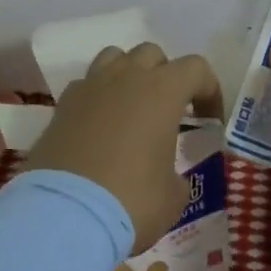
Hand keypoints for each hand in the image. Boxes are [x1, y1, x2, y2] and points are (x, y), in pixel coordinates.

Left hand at [25, 44, 222, 253]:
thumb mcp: (173, 197)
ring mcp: (90, 87)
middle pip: (152, 54)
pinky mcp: (61, 106)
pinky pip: (86, 85)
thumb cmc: (130, 201)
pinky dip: (97, 97)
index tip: (209, 122)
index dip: (209, 91)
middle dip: (166, 76)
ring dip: (129, 75)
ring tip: (132, 109)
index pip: (196, 68)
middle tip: (168, 112)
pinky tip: (99, 127)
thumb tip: (169, 176)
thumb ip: (177, 175)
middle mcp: (126, 77)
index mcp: (162, 91)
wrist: (62, 216)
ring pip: (115, 58)